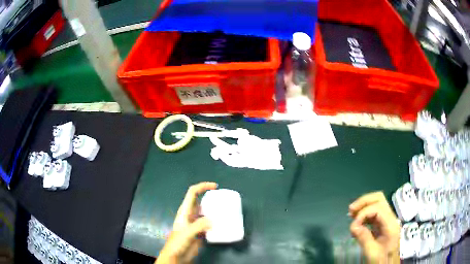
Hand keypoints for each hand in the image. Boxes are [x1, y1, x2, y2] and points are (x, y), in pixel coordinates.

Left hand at [156, 182, 217, 263]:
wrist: (177, 256)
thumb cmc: (178, 242)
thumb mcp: (187, 233)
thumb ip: (198, 226)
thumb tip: (213, 220)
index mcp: (185, 211)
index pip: (193, 193)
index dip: (202, 186)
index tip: (215, 186)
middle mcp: (191, 214)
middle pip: (201, 201)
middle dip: (211, 198)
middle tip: (224, 200)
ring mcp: (196, 223)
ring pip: (207, 212)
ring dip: (215, 211)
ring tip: (227, 211)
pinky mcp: (201, 231)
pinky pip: (210, 223)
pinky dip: (217, 222)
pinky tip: (224, 224)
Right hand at [348, 192, 399, 263]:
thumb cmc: (381, 260)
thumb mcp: (372, 252)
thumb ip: (364, 238)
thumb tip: (353, 225)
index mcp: (391, 224)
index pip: (378, 208)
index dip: (364, 213)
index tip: (353, 226)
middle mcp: (391, 218)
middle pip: (379, 199)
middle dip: (364, 201)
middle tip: (350, 210)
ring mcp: (388, 220)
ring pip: (377, 203)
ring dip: (364, 206)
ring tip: (351, 214)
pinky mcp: (383, 224)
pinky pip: (374, 212)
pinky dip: (365, 213)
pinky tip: (357, 220)